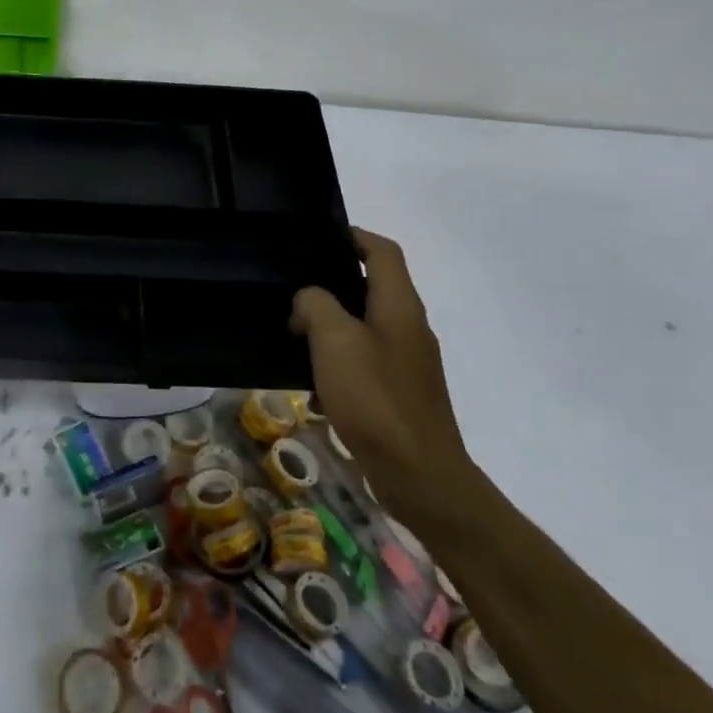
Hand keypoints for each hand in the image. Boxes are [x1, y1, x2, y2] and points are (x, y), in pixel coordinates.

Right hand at [291, 228, 478, 532]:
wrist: (420, 476)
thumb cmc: (376, 399)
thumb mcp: (335, 340)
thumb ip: (316, 305)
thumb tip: (309, 300)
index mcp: (400, 306)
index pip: (382, 251)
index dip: (353, 236)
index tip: (316, 237)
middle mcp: (409, 327)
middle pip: (373, 286)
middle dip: (333, 282)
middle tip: (293, 285)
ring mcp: (408, 362)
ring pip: (365, 325)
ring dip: (331, 324)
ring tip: (294, 331)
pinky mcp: (400, 393)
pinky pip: (365, 361)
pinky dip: (338, 361)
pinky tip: (313, 383)